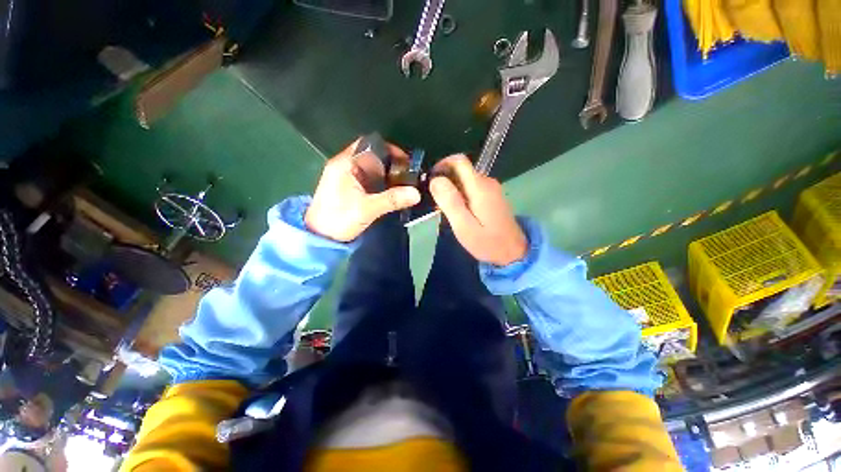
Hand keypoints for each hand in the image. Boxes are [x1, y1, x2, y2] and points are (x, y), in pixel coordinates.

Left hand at [305, 139, 420, 241]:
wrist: (320, 237)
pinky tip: (392, 191)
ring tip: (404, 183)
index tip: (406, 161)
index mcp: (345, 163)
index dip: (390, 149)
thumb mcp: (367, 209)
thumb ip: (392, 199)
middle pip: (372, 156)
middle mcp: (345, 165)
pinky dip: (381, 182)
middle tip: (408, 174)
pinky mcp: (349, 188)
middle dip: (391, 163)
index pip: (370, 144)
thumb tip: (416, 193)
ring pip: (371, 168)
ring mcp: (346, 176)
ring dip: (387, 174)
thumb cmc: (339, 219)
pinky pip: (368, 179)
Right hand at [429, 154, 527, 265]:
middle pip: (461, 170)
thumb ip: (450, 201)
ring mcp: (491, 188)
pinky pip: (471, 188)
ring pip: (465, 179)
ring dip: (451, 189)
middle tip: (435, 202)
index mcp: (479, 187)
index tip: (431, 180)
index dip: (442, 165)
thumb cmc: (486, 242)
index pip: (459, 161)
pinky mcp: (492, 196)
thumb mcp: (463, 225)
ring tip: (443, 209)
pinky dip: (460, 194)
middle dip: (445, 180)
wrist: (512, 252)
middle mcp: (487, 182)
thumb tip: (435, 180)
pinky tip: (457, 211)